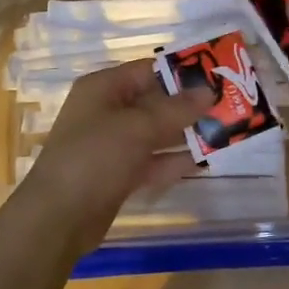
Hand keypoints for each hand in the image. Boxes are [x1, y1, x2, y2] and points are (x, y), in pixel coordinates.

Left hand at [13, 59, 213, 257]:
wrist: (58, 218)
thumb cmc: (94, 157)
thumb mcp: (138, 127)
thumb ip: (176, 109)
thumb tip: (209, 90)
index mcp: (104, 88)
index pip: (149, 70)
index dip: (183, 71)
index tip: (219, 76)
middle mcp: (107, 111)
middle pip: (155, 101)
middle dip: (190, 105)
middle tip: (231, 105)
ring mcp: (113, 144)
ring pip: (157, 132)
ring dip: (187, 133)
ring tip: (226, 131)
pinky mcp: (119, 174)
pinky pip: (153, 160)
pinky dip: (175, 160)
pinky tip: (206, 161)